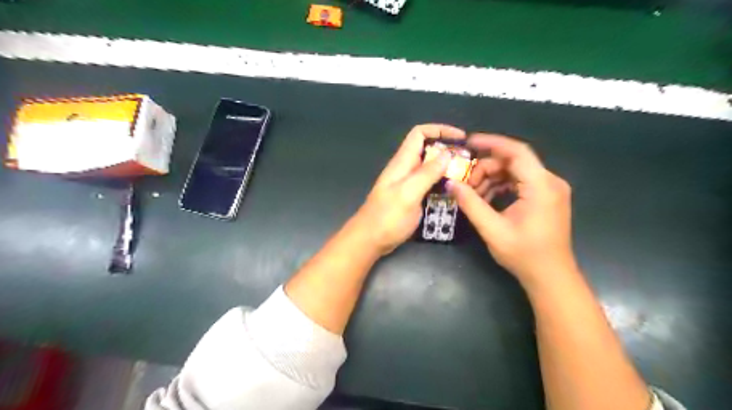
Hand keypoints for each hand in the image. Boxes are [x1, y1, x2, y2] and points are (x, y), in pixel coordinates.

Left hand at [351, 123, 464, 254]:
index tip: (461, 138)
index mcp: (402, 162)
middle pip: (428, 150)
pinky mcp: (412, 197)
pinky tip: (455, 192)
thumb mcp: (408, 194)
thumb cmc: (386, 218)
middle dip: (449, 151)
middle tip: (470, 162)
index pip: (419, 134)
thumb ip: (427, 174)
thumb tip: (447, 154)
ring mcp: (409, 184)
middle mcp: (406, 169)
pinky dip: (443, 183)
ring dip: (448, 168)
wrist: (369, 240)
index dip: (439, 130)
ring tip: (468, 176)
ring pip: (431, 168)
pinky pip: (430, 184)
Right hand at [446, 134, 577, 287]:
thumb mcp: (492, 229)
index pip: (516, 152)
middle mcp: (550, 181)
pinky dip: (502, 186)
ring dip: (492, 178)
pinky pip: (521, 182)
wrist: (551, 277)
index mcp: (541, 186)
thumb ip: (471, 204)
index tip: (468, 143)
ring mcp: (550, 189)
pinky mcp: (546, 197)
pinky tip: (486, 198)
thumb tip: (451, 183)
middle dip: (486, 168)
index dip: (491, 143)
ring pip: (515, 171)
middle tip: (465, 183)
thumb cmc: (524, 255)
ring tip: (473, 194)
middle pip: (513, 161)